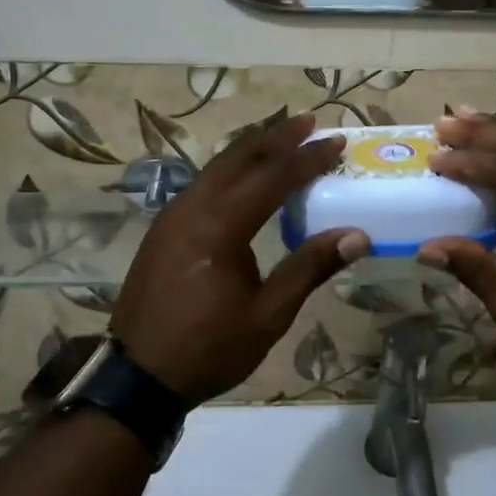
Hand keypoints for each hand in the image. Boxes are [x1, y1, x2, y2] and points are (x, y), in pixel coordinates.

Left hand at [113, 113, 369, 405]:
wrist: (139, 375)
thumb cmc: (208, 348)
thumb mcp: (268, 315)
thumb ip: (310, 268)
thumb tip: (357, 235)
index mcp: (219, 226)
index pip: (272, 178)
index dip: (308, 158)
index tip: (337, 141)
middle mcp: (192, 208)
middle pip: (239, 158)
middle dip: (276, 137)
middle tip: (309, 121)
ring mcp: (172, 216)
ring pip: (217, 167)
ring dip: (251, 150)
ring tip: (282, 139)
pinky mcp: (164, 229)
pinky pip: (203, 184)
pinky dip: (231, 170)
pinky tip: (244, 177)